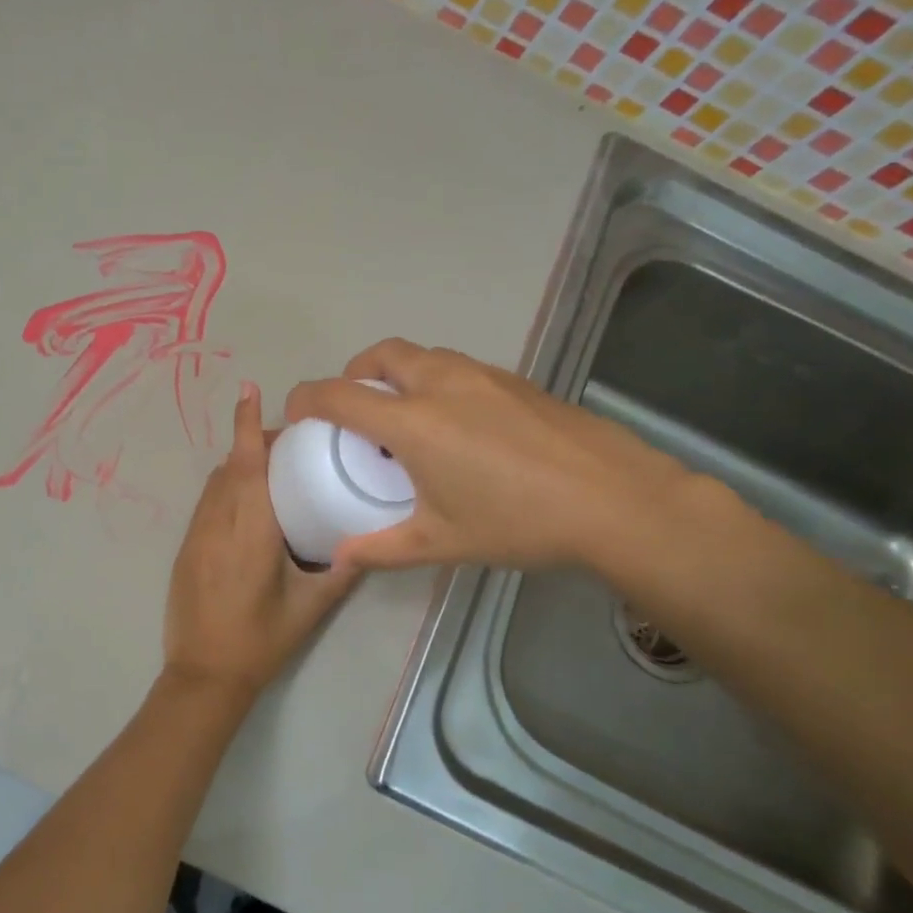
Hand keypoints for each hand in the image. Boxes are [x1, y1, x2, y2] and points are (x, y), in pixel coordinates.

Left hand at [162, 383, 362, 702]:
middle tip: (287, 442)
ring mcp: (196, 535)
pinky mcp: (185, 549)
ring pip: (214, 483)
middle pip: (230, 466)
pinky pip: (206, 504)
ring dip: (237, 466)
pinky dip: (225, 489)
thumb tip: (364, 545)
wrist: (203, 674)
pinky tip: (247, 508)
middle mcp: (217, 522)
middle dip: (252, 442)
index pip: (245, 463)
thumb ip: (340, 573)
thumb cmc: (260, 639)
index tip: (249, 390)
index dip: (245, 424)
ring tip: (270, 470)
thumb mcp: (309, 607)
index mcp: (249, 530)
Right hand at [283, 339, 698, 574]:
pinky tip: (456, 424)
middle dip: (353, 373)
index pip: (339, 394)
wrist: (615, 499)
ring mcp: (481, 376)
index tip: (296, 415)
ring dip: (396, 373)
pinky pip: (455, 367)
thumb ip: (381, 548)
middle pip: (380, 354)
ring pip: (421, 355)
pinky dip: (434, 381)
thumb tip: (339, 559)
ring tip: (403, 415)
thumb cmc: (518, 522)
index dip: (306, 398)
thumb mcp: (441, 542)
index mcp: (413, 422)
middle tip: (353, 409)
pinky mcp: (514, 380)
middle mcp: (440, 385)